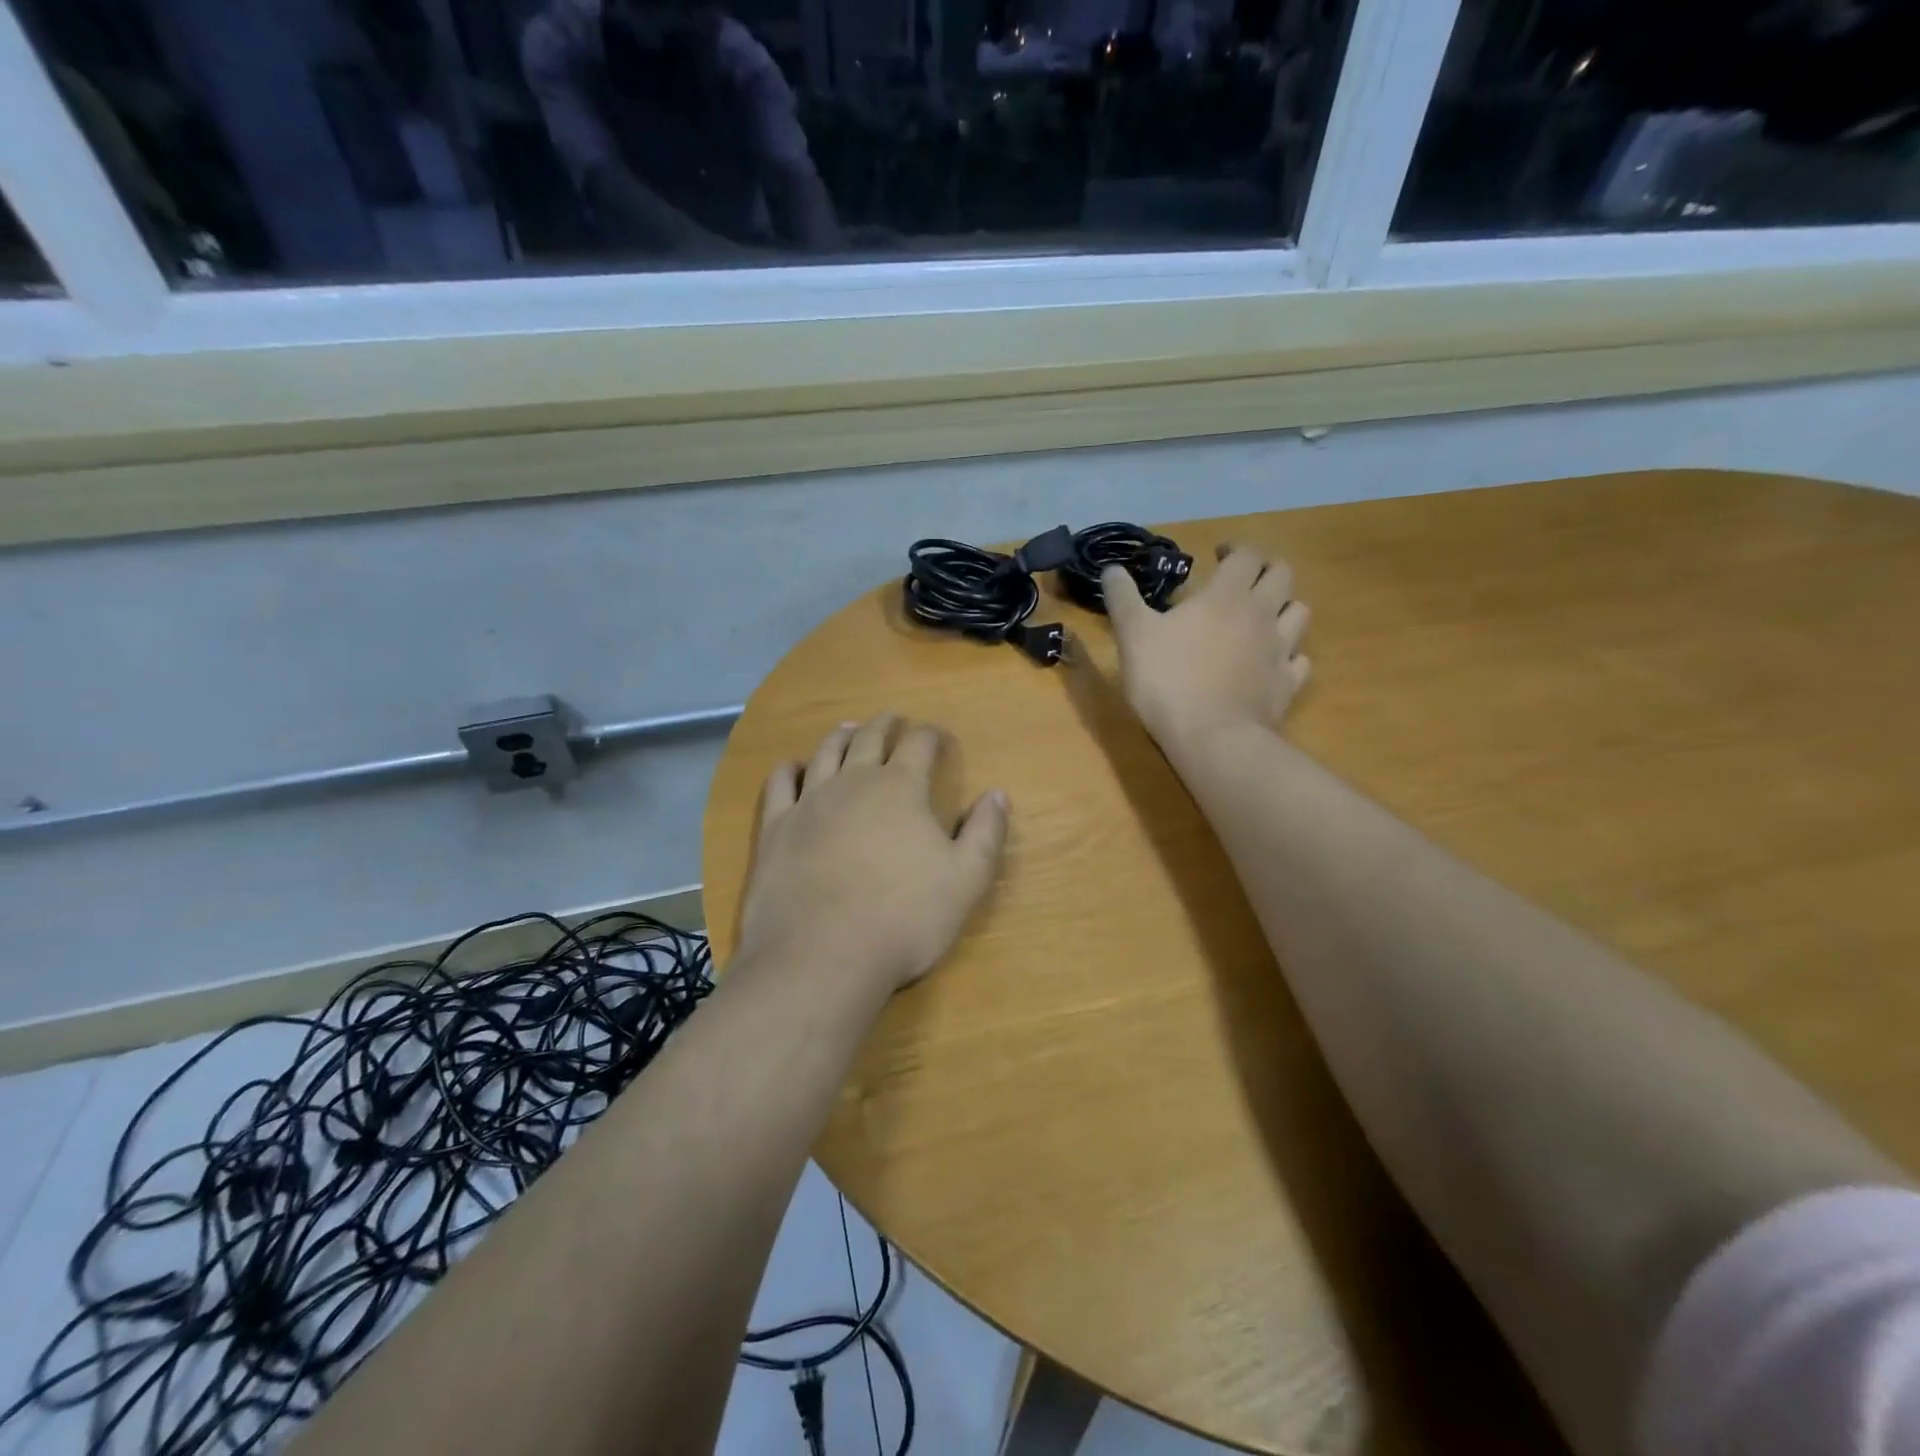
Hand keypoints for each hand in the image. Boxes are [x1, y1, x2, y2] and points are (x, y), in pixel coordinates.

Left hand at [738, 715, 1009, 994]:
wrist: (821, 955)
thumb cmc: (904, 918)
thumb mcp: (966, 880)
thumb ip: (986, 834)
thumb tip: (997, 794)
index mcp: (901, 788)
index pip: (919, 744)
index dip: (931, 735)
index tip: (938, 736)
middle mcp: (853, 782)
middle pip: (869, 738)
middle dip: (885, 725)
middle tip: (893, 719)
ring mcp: (809, 802)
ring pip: (825, 753)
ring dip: (840, 736)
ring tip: (848, 729)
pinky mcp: (775, 828)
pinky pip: (780, 784)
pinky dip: (789, 769)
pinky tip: (793, 768)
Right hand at [1102, 543, 1311, 751]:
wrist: (1211, 738)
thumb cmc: (1167, 680)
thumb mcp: (1132, 635)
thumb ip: (1123, 598)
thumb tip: (1112, 568)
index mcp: (1226, 595)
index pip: (1245, 555)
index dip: (1235, 549)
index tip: (1219, 554)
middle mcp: (1262, 614)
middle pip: (1282, 574)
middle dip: (1265, 569)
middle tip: (1244, 580)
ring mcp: (1281, 649)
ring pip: (1299, 612)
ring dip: (1283, 606)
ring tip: (1263, 617)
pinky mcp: (1288, 683)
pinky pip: (1299, 660)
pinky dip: (1289, 654)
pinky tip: (1272, 662)